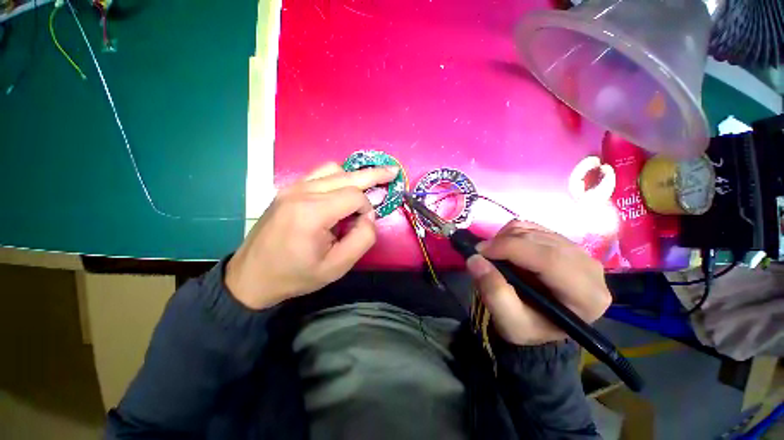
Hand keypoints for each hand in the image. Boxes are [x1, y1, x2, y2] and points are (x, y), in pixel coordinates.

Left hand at [226, 162, 398, 309]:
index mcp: (312, 213)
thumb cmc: (296, 275)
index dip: (367, 208)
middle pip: (346, 175)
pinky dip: (338, 177)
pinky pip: (319, 174)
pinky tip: (344, 187)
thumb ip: (362, 239)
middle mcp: (301, 192)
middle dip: (373, 174)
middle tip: (392, 171)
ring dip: (354, 176)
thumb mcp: (337, 266)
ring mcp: (291, 188)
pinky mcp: (288, 190)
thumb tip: (369, 216)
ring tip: (367, 185)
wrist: (251, 276)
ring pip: (333, 169)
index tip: (364, 224)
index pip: (354, 196)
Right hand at [466, 220, 611, 345]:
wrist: (539, 322)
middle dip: (504, 243)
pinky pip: (532, 226)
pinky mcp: (563, 241)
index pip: (550, 259)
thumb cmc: (528, 326)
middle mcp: (590, 269)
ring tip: (494, 256)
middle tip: (481, 254)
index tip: (480, 252)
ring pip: (534, 230)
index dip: (511, 249)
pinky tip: (506, 248)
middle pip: (541, 241)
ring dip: (506, 238)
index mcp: (586, 296)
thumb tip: (475, 259)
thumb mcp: (509, 321)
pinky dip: (511, 233)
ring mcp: (578, 251)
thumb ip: (494, 293)